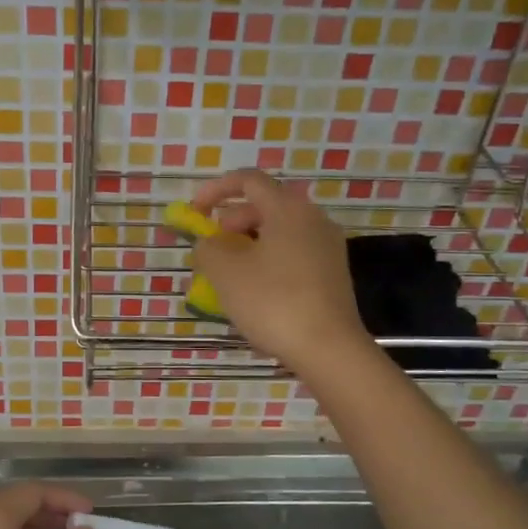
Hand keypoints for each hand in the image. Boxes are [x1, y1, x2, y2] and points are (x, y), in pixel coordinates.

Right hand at [191, 169, 368, 371]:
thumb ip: (208, 248)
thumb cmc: (273, 301)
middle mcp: (313, 219)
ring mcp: (327, 247)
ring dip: (248, 246)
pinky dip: (268, 262)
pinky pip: (292, 255)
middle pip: (265, 206)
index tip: (194, 211)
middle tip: (212, 250)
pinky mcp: (332, 274)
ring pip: (278, 233)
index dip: (216, 190)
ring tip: (228, 276)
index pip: (248, 180)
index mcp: (288, 209)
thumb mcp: (225, 272)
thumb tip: (209, 243)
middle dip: (231, 223)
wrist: (328, 348)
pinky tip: (255, 293)